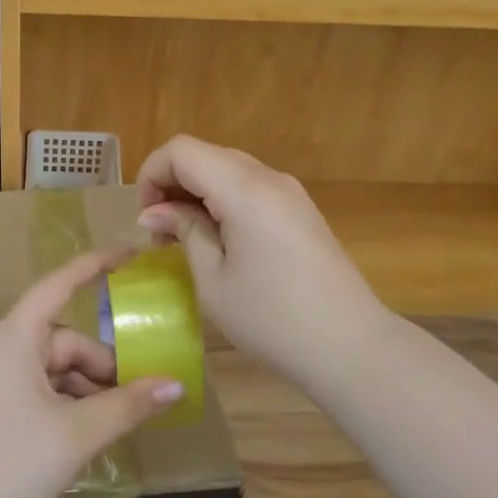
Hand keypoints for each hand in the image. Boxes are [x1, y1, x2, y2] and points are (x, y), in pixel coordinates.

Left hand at [0, 249, 184, 497]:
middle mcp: (3, 346)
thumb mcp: (78, 433)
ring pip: (56, 368)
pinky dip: (68, 403)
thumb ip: (129, 405)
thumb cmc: (11, 463)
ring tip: (122, 421)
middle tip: (141, 397)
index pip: (60, 284)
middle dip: (104, 366)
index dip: (96, 266)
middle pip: (67, 340)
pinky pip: (41, 388)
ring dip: (89, 389)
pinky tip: (90, 434)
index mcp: (16, 336)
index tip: (131, 254)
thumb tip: (175, 385)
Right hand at [137, 135, 395, 381]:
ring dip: (197, 193)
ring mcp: (289, 192)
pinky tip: (219, 241)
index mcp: (244, 189)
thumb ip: (184, 231)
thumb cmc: (272, 319)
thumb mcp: (214, 279)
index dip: (151, 175)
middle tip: (159, 233)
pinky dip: (223, 201)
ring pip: (227, 170)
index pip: (181, 151)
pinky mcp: (300, 210)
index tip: (146, 219)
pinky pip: (250, 188)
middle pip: (205, 155)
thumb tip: (154, 212)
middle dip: (172, 184)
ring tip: (185, 240)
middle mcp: (268, 178)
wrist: (351, 346)